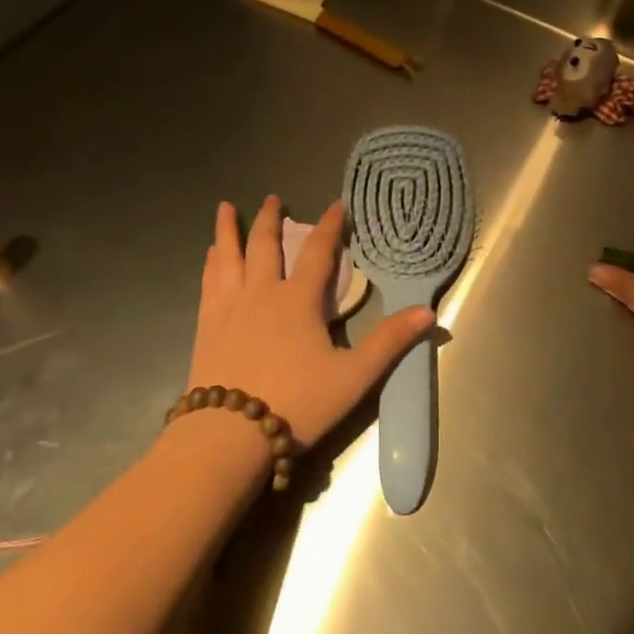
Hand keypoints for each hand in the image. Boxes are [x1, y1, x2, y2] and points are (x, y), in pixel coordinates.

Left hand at [188, 195, 433, 445]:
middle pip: (265, 245)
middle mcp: (261, 293)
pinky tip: (210, 256)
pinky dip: (211, 263)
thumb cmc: (297, 404)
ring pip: (228, 257)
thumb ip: (389, 342)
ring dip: (229, 230)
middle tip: (273, 198)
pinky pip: (209, 282)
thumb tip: (427, 312)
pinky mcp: (206, 326)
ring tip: (225, 208)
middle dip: (270, 218)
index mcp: (298, 300)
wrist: (229, 435)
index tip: (336, 204)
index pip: (318, 253)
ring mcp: (229, 307)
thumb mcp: (353, 377)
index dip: (330, 226)